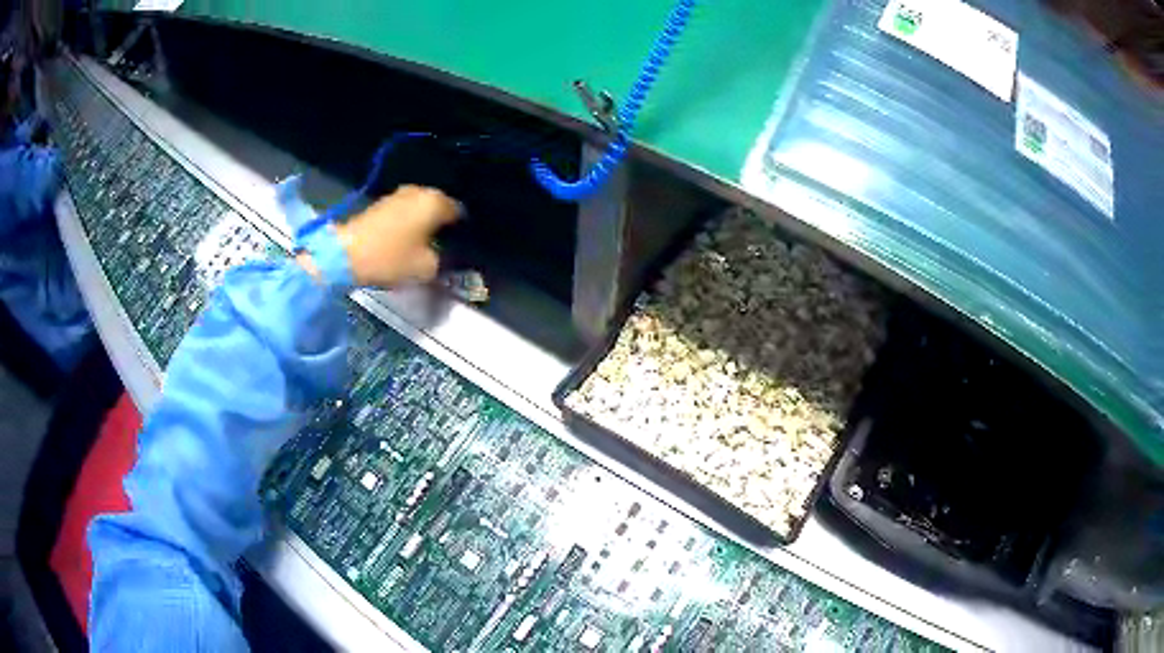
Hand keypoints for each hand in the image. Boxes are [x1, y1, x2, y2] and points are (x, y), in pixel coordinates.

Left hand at [334, 185, 460, 287]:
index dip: (462, 232)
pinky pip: (405, 212)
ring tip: (423, 245)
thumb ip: (444, 261)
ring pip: (420, 209)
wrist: (346, 254)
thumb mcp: (426, 268)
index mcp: (436, 202)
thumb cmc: (391, 258)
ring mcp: (398, 194)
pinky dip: (408, 223)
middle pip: (440, 208)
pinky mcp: (381, 203)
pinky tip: (406, 240)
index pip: (461, 213)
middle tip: (442, 247)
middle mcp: (420, 191)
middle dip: (441, 225)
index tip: (459, 248)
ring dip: (423, 223)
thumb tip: (445, 257)